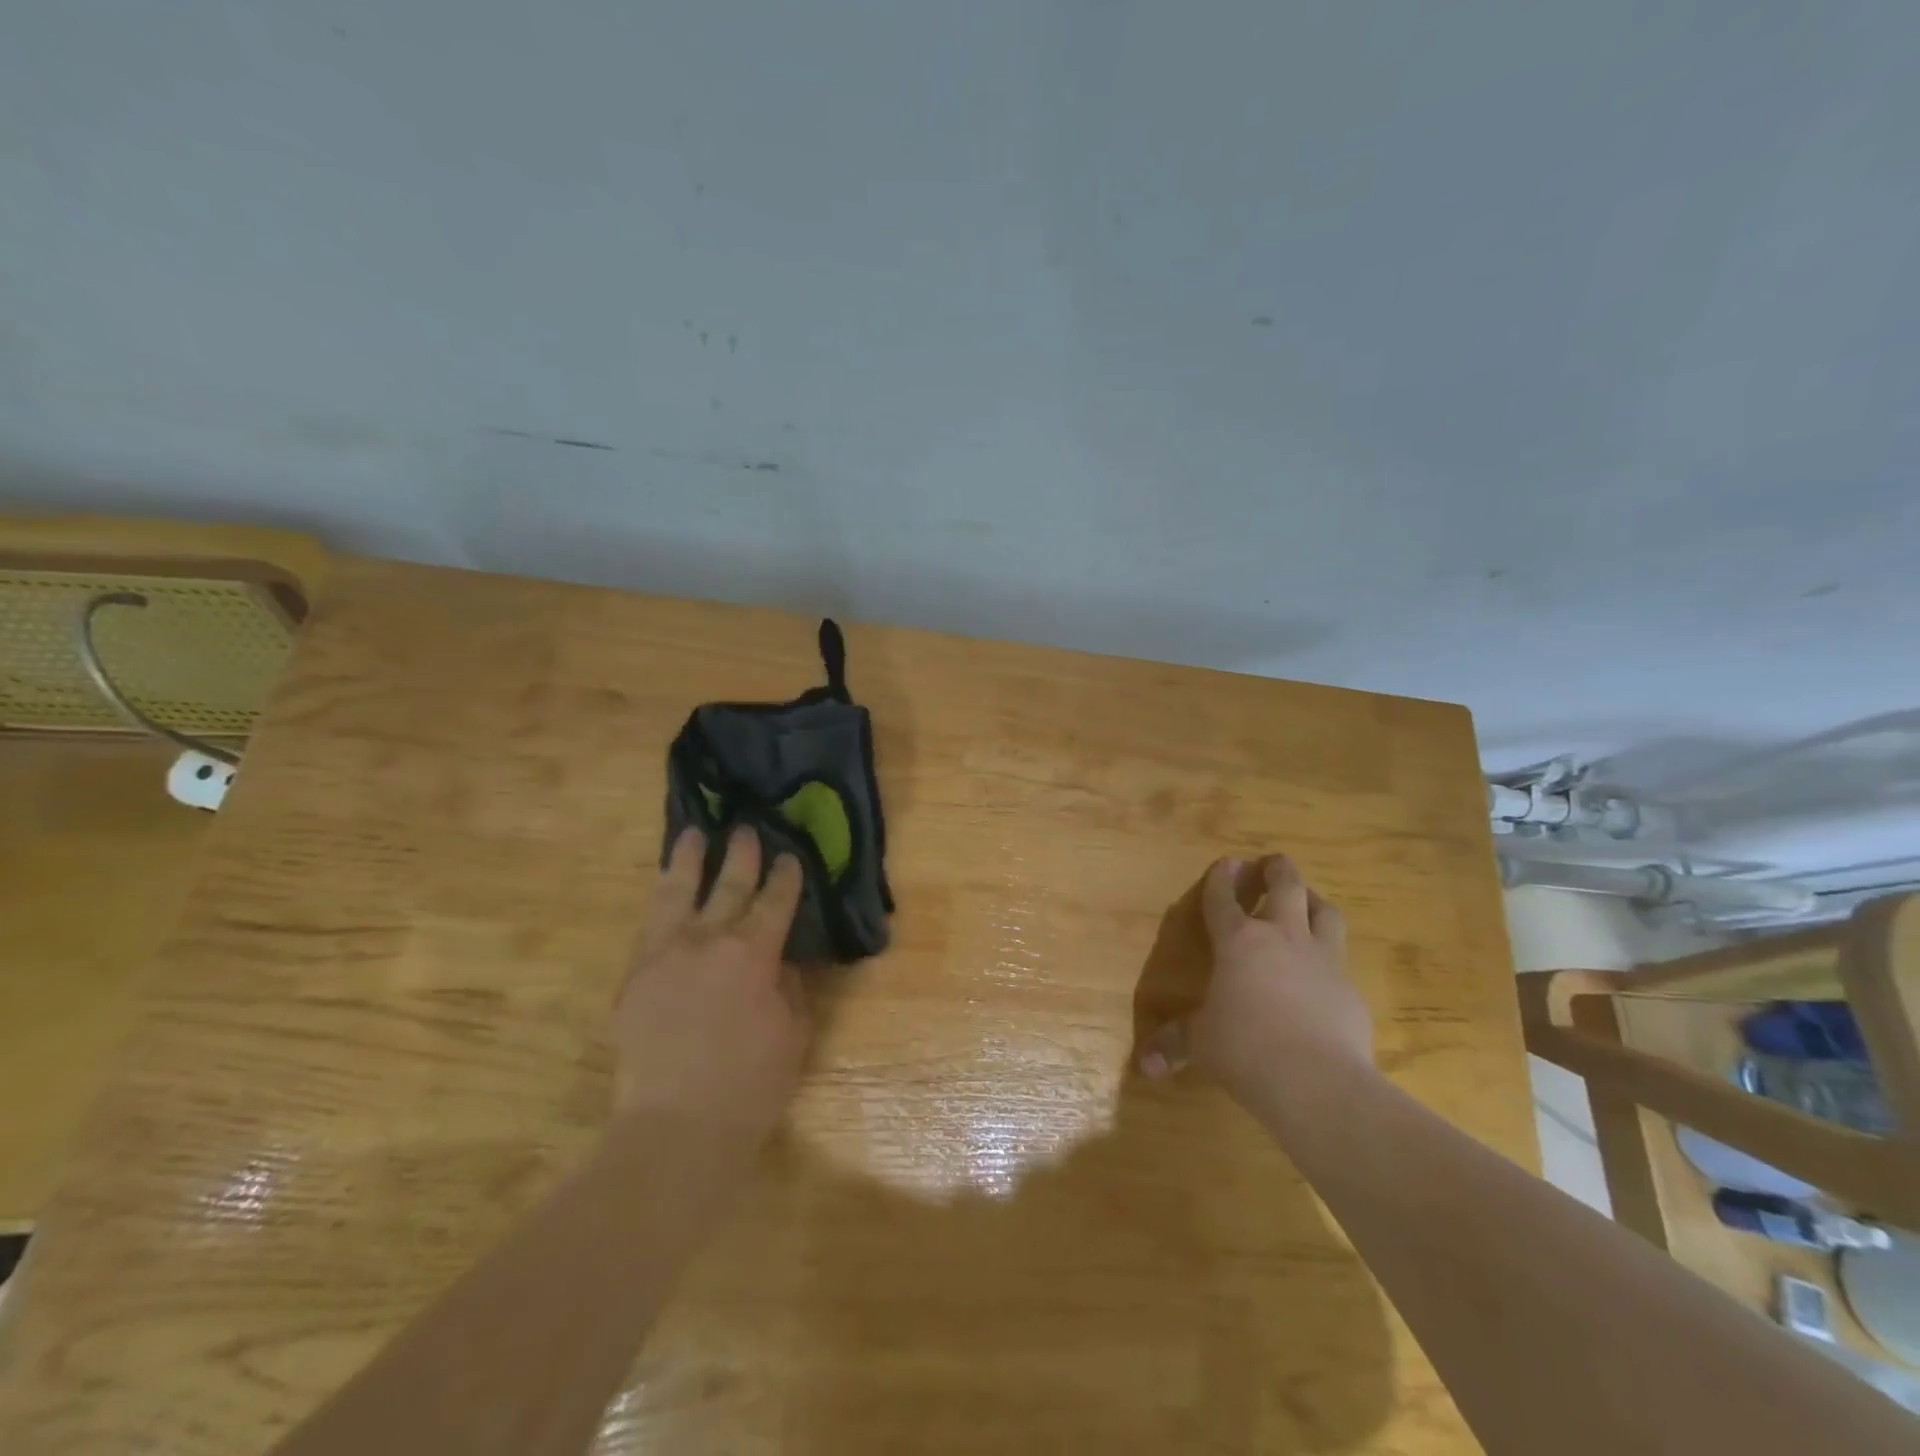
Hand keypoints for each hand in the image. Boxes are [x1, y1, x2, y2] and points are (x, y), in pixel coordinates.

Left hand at [611, 826, 810, 1134]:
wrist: (675, 1129)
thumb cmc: (750, 1085)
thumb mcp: (793, 1033)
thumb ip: (788, 987)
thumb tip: (777, 961)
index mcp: (752, 952)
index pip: (774, 901)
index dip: (785, 877)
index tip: (789, 856)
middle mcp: (707, 940)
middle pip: (728, 885)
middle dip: (741, 855)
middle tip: (747, 830)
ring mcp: (664, 955)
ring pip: (676, 892)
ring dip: (687, 860)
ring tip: (692, 834)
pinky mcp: (634, 977)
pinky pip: (648, 925)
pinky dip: (660, 900)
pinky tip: (664, 891)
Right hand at [1137, 855, 1374, 1103]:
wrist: (1318, 1081)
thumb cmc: (1245, 1049)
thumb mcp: (1202, 1044)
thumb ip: (1175, 1044)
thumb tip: (1145, 1066)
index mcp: (1238, 942)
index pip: (1224, 899)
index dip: (1221, 879)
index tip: (1226, 863)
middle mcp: (1282, 938)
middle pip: (1286, 886)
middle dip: (1277, 869)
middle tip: (1272, 863)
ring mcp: (1322, 960)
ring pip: (1325, 912)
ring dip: (1313, 900)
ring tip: (1307, 902)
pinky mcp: (1351, 989)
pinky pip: (1341, 960)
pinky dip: (1330, 957)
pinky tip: (1324, 974)